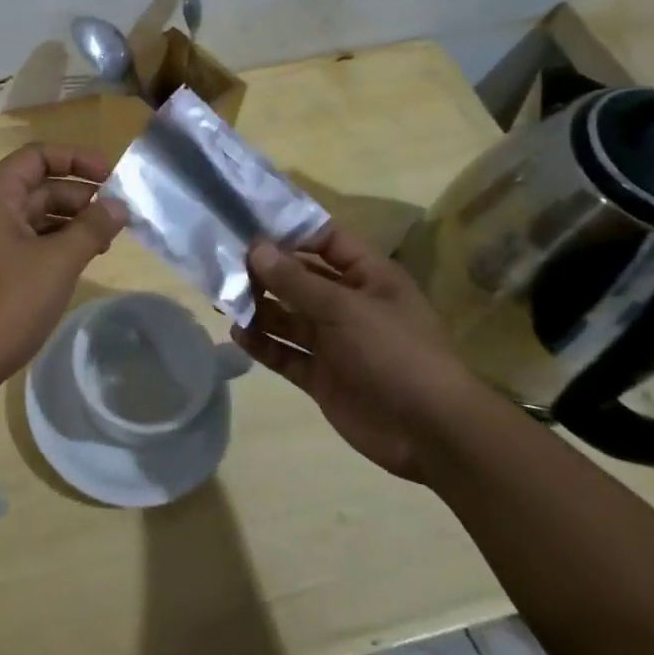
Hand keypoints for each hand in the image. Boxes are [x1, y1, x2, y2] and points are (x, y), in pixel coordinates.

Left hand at [0, 143, 128, 419]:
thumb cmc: (2, 306)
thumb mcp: (56, 264)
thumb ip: (90, 229)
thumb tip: (118, 204)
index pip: (37, 155)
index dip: (76, 158)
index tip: (112, 176)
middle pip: (38, 187)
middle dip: (79, 197)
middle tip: (118, 218)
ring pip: (33, 219)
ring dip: (69, 224)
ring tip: (105, 243)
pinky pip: (24, 245)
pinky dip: (53, 248)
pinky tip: (77, 265)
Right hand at [230, 224, 492, 481]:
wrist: (431, 432)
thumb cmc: (394, 353)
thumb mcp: (344, 308)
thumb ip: (296, 280)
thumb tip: (256, 248)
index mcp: (368, 277)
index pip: (326, 240)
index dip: (291, 230)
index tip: (248, 222)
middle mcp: (349, 304)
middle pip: (300, 279)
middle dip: (265, 271)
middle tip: (222, 263)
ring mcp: (335, 342)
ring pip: (288, 316)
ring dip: (259, 307)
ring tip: (222, 299)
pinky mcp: (322, 375)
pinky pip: (286, 352)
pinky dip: (263, 343)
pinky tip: (237, 334)